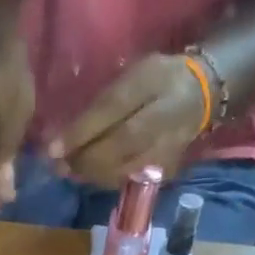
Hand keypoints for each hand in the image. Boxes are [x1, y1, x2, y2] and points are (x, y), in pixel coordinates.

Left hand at [50, 53, 206, 187]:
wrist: (201, 95)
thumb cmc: (157, 80)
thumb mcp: (133, 75)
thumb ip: (104, 101)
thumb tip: (66, 134)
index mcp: (154, 81)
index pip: (113, 107)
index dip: (81, 131)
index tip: (52, 148)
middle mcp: (163, 116)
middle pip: (118, 144)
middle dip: (83, 158)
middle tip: (58, 164)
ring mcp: (167, 146)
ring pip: (123, 168)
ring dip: (91, 173)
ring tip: (69, 171)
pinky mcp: (166, 169)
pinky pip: (129, 179)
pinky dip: (105, 179)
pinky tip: (90, 175)